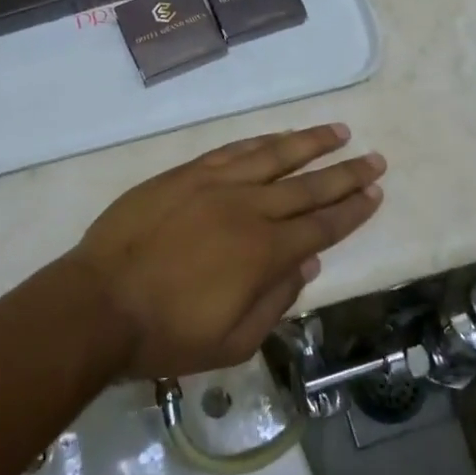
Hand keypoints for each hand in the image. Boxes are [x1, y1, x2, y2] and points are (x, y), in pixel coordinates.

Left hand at [72, 124, 385, 377]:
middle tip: (375, 158)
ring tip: (337, 132)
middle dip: (346, 173)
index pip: (322, 225)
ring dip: (309, 143)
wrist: (100, 301)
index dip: (352, 209)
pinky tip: (277, 137)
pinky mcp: (186, 173)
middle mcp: (248, 208)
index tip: (375, 192)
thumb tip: (307, 264)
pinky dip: (261, 141)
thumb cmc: (167, 333)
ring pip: (273, 155)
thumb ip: (276, 301)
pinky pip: (233, 149)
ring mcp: (215, 183)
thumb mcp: (233, 342)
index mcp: (264, 251)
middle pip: (308, 185)